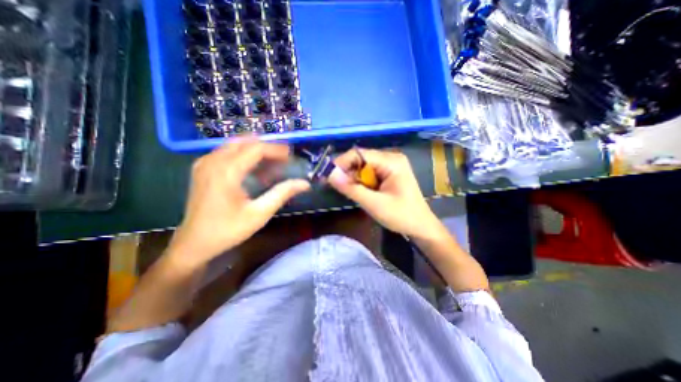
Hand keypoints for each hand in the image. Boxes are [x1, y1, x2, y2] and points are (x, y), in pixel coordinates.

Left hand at [167, 139, 309, 266]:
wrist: (194, 243)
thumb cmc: (228, 230)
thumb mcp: (260, 213)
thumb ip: (282, 194)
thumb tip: (305, 183)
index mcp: (226, 172)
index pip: (256, 148)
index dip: (276, 150)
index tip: (291, 156)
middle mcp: (213, 161)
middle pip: (245, 141)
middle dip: (267, 147)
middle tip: (283, 159)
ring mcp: (204, 163)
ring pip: (235, 145)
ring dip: (255, 151)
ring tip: (271, 165)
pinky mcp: (202, 169)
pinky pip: (226, 152)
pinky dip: (244, 155)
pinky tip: (253, 170)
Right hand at [328, 147, 444, 238]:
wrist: (421, 227)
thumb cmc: (401, 216)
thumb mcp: (374, 204)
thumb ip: (351, 189)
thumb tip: (330, 175)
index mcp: (391, 161)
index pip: (359, 154)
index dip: (342, 163)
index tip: (328, 176)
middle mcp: (391, 158)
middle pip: (361, 159)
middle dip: (347, 172)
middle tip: (337, 187)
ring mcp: (391, 165)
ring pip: (363, 166)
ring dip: (354, 178)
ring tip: (349, 192)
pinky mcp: (389, 173)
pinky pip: (369, 173)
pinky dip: (361, 182)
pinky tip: (361, 192)